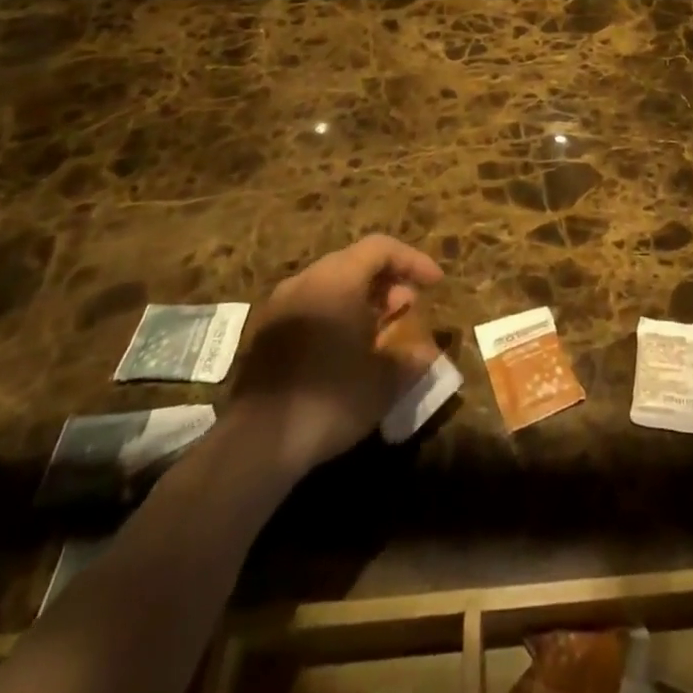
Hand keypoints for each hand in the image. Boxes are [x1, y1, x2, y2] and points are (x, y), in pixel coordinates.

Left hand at [226, 234, 442, 476]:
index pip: (381, 248)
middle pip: (354, 263)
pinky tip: (347, 350)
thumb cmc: (331, 398)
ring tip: (382, 330)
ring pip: (330, 286)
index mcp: (336, 279)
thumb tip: (428, 352)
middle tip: (409, 308)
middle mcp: (305, 281)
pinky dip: (336, 316)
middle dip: (387, 281)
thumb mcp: (385, 381)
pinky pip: (310, 307)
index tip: (436, 284)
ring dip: (361, 300)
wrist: (257, 445)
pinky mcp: (264, 335)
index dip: (413, 261)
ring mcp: (279, 307)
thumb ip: (412, 358)